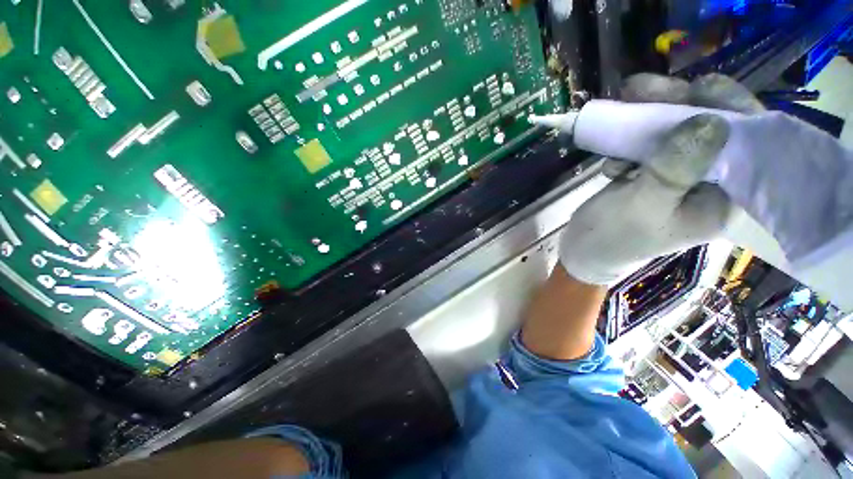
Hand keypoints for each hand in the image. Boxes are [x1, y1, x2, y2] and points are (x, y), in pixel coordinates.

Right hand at [559, 74, 761, 284]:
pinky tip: (612, 157)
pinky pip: (652, 141)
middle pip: (711, 126)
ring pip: (677, 129)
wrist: (583, 248)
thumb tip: (710, 120)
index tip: (696, 86)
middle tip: (640, 89)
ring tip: (622, 105)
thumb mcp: (642, 207)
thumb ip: (675, 170)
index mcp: (725, 197)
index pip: (748, 142)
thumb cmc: (612, 236)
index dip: (729, 107)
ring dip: (649, 114)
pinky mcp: (654, 170)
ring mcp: (680, 173)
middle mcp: (711, 181)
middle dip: (678, 103)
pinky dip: (632, 138)